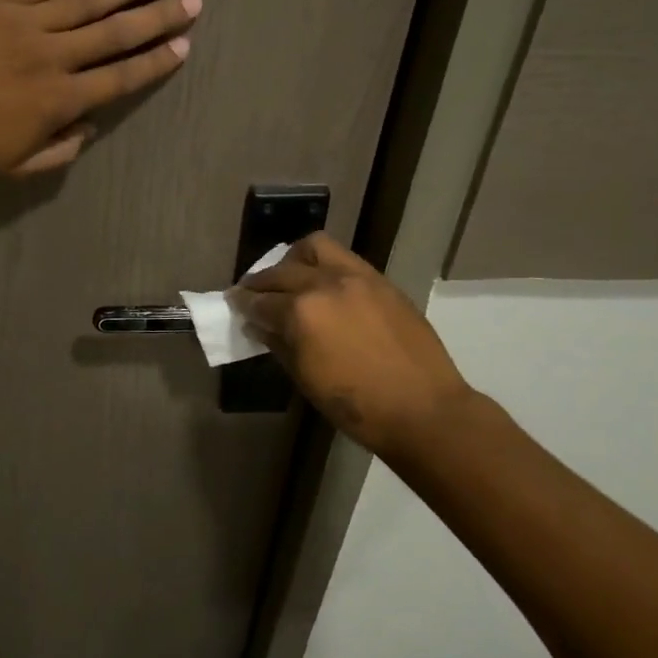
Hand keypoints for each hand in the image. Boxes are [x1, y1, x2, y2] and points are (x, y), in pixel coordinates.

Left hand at [0, 0, 199, 174]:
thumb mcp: (13, 166)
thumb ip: (58, 150)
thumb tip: (88, 127)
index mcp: (60, 100)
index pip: (120, 77)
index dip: (155, 62)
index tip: (183, 45)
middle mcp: (54, 56)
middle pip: (116, 33)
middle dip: (159, 15)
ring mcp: (27, 22)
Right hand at [232, 232, 475, 449]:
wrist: (424, 410)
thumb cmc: (357, 406)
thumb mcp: (305, 378)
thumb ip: (278, 344)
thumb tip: (259, 325)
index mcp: (301, 312)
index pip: (260, 301)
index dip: (242, 304)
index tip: (234, 303)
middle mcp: (324, 284)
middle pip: (280, 272)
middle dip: (260, 282)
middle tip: (253, 293)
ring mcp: (356, 277)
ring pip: (314, 248)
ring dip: (293, 260)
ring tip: (290, 276)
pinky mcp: (380, 281)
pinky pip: (343, 259)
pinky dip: (324, 266)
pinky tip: (323, 286)